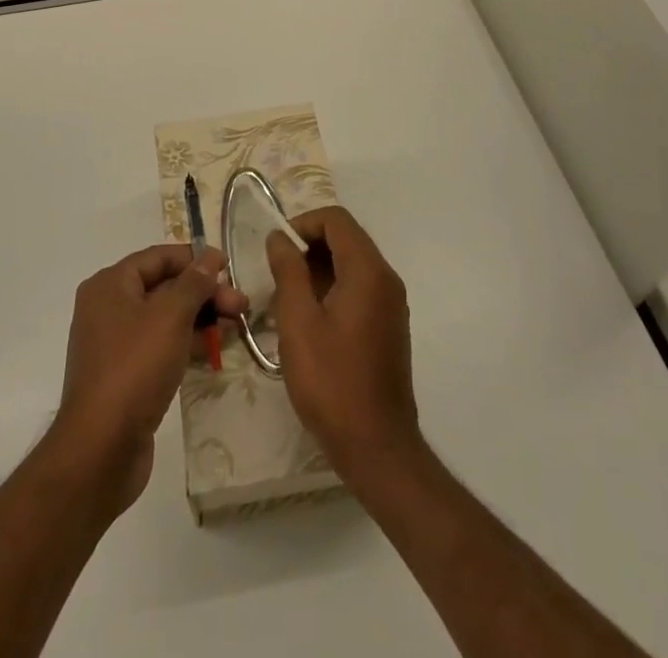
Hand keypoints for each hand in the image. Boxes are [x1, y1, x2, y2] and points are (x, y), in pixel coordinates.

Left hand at [51, 244, 248, 514]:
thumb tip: (209, 258)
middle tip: (241, 305)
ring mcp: (115, 344)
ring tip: (237, 325)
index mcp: (110, 285)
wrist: (101, 449)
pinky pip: (160, 346)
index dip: (194, 258)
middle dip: (203, 293)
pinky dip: (187, 343)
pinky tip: (214, 349)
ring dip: (200, 318)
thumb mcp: (170, 317)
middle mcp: (108, 308)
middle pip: (163, 287)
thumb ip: (193, 283)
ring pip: (165, 318)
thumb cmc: (134, 368)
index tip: (228, 266)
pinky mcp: (125, 375)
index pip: (157, 257)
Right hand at [267, 207, 420, 480]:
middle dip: (309, 246)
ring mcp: (391, 302)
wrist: (377, 446)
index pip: (335, 219)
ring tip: (288, 299)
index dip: (302, 224)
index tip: (276, 249)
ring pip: (351, 263)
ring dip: (319, 268)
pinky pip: (359, 286)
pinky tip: (310, 319)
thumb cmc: (332, 382)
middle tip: (278, 275)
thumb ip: (288, 271)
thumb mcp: (298, 322)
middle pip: (346, 238)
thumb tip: (279, 238)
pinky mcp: (389, 324)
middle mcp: (386, 278)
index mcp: (368, 271)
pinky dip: (333, 288)